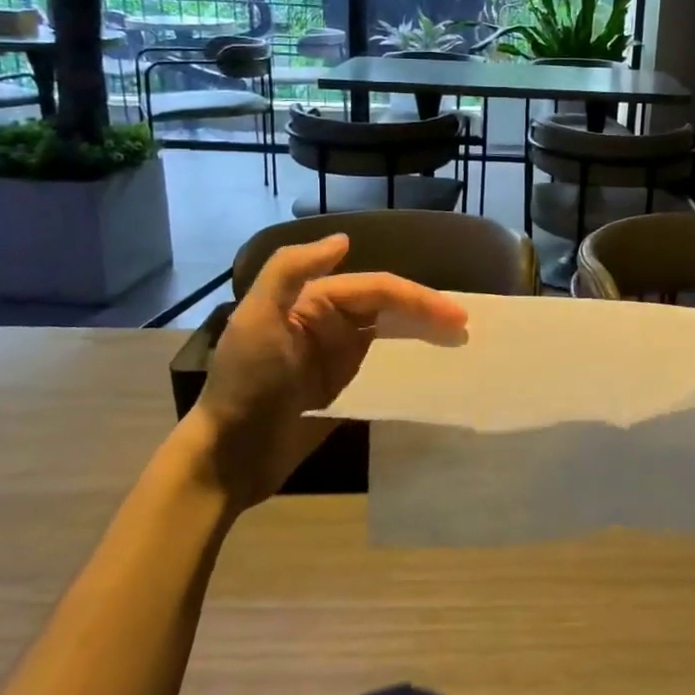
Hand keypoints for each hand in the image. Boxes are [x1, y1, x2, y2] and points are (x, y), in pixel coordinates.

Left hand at [180, 234, 467, 506]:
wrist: (228, 456)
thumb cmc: (245, 383)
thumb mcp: (257, 319)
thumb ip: (291, 270)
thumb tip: (345, 239)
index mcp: (313, 301)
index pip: (377, 290)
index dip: (417, 297)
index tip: (455, 315)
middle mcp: (329, 323)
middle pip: (389, 308)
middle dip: (427, 312)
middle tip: (466, 327)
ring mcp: (337, 357)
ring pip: (391, 334)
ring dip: (422, 334)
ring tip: (458, 343)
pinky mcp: (342, 389)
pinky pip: (383, 367)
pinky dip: (409, 363)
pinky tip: (432, 371)